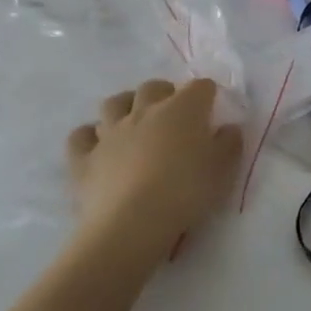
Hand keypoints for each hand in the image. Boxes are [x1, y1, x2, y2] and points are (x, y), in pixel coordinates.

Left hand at [66, 79, 244, 260]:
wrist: (131, 224)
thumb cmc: (185, 192)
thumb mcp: (223, 170)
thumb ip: (229, 143)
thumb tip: (228, 128)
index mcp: (183, 110)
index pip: (199, 87)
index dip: (207, 95)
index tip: (212, 110)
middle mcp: (144, 111)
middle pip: (153, 87)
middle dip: (164, 93)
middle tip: (173, 113)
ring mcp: (110, 132)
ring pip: (113, 103)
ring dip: (125, 106)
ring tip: (134, 121)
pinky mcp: (84, 158)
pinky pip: (81, 136)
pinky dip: (89, 136)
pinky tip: (98, 146)